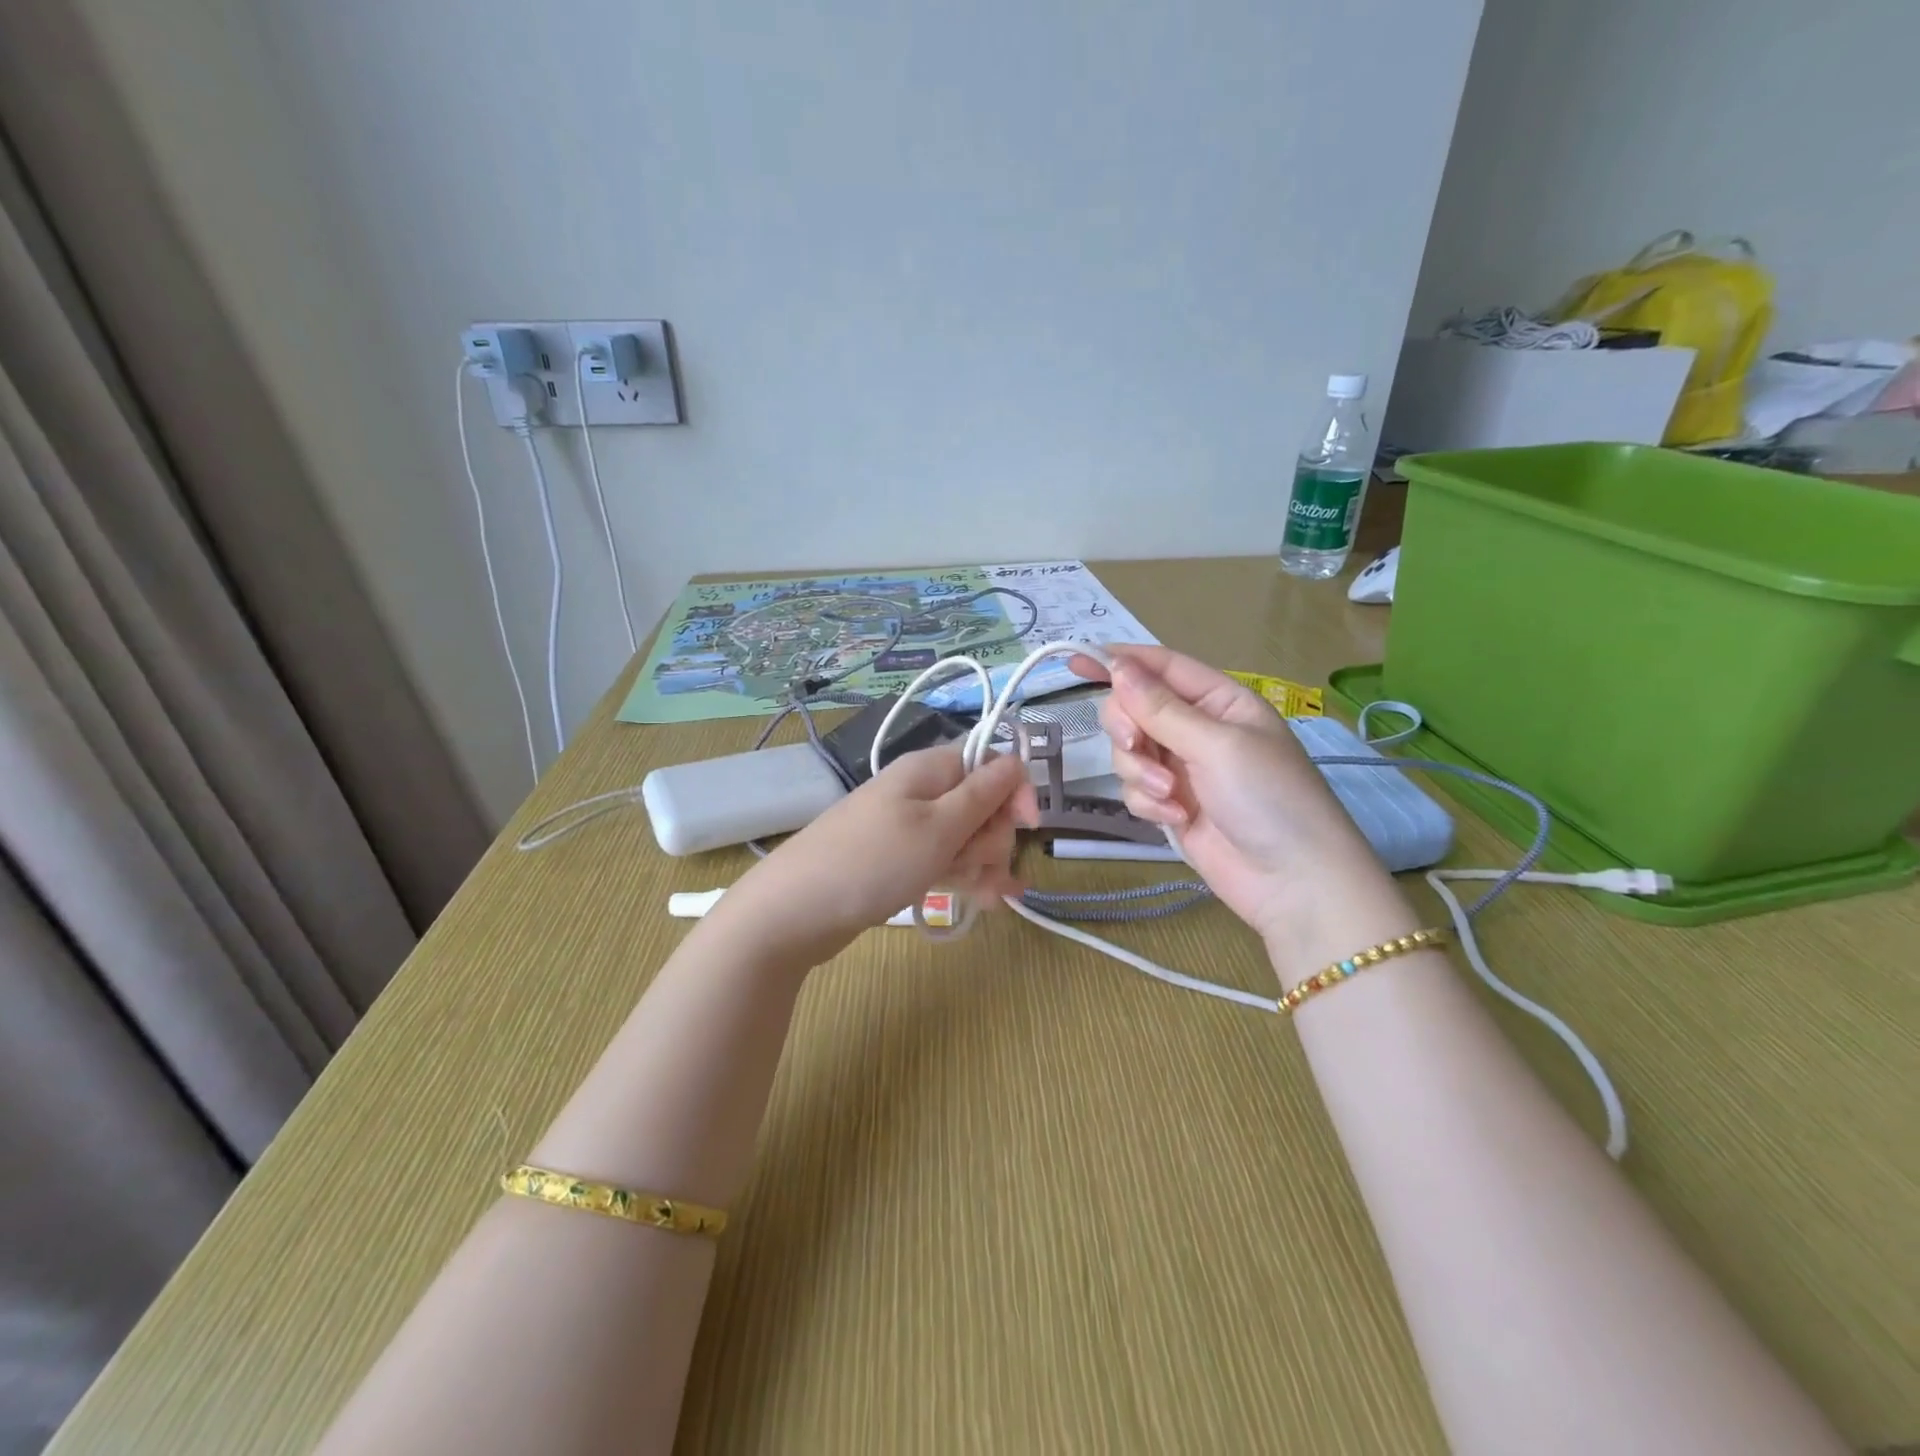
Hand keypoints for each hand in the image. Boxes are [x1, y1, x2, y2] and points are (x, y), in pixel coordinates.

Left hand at [717, 745, 1037, 967]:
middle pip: (982, 804)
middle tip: (976, 864)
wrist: (795, 911)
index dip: (1015, 792)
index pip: (991, 762)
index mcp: (930, 770)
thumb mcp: (938, 828)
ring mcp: (909, 828)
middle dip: (993, 837)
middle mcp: (921, 792)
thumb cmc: (873, 862)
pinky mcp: (899, 860)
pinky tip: (983, 902)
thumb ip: (982, 794)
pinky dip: (962, 877)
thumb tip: (1016, 759)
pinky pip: (943, 860)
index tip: (1028, 827)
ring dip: (981, 864)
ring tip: (981, 896)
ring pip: (965, 837)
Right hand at [1071, 645, 1404, 958]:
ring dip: (1142, 773)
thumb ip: (1161, 708)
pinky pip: (1135, 789)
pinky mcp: (1170, 804)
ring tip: (1171, 797)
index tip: (1075, 662)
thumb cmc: (1268, 798)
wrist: (1291, 881)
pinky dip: (1149, 803)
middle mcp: (1197, 728)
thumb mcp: (1216, 744)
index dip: (1119, 662)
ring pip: (1129, 752)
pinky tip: (1177, 819)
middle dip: (1128, 728)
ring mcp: (1182, 768)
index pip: (1161, 667)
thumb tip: (1117, 667)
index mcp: (1219, 701)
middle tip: (1136, 745)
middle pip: (1134, 709)